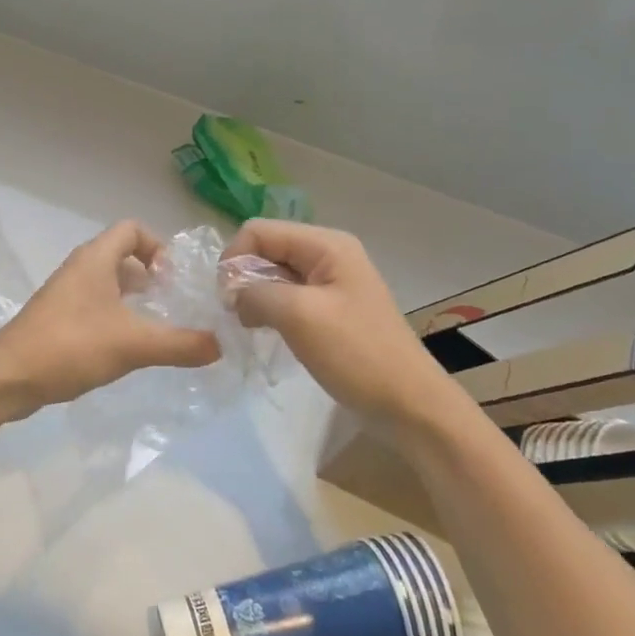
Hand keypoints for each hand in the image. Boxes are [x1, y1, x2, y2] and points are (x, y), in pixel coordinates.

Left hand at [0, 221, 220, 417]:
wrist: (9, 376)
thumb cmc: (71, 346)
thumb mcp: (133, 345)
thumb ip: (180, 344)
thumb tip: (220, 345)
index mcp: (95, 259)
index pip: (131, 229)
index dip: (157, 246)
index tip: (172, 280)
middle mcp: (78, 269)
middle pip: (120, 256)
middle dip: (149, 276)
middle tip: (171, 305)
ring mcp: (64, 294)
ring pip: (106, 283)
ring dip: (131, 299)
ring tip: (154, 328)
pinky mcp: (56, 319)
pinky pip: (93, 306)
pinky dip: (113, 317)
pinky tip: (124, 349)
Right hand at [224, 220, 462, 426]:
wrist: (408, 404)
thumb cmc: (356, 354)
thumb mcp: (299, 315)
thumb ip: (256, 293)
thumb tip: (233, 294)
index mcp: (326, 244)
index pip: (258, 231)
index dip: (235, 259)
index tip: (226, 299)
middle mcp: (328, 254)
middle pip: (266, 249)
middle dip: (244, 277)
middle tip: (237, 315)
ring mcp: (330, 282)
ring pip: (274, 274)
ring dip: (255, 296)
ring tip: (251, 326)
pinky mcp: (329, 309)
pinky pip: (287, 296)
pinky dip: (270, 310)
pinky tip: (267, 331)